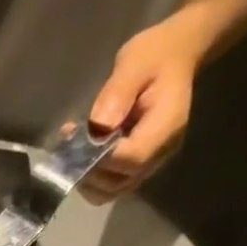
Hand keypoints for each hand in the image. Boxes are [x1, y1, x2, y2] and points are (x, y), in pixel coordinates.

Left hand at [81, 12, 210, 202]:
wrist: (176, 56)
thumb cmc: (156, 54)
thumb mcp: (135, 62)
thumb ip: (118, 92)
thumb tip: (99, 125)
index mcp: (166, 127)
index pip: (132, 159)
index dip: (103, 159)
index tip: (82, 142)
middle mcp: (160, 154)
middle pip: (120, 183)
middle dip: (90, 172)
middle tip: (71, 148)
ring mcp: (149, 164)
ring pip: (112, 191)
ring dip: (87, 179)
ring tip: (73, 152)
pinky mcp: (137, 167)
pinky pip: (111, 184)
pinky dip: (92, 178)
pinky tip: (81, 155)